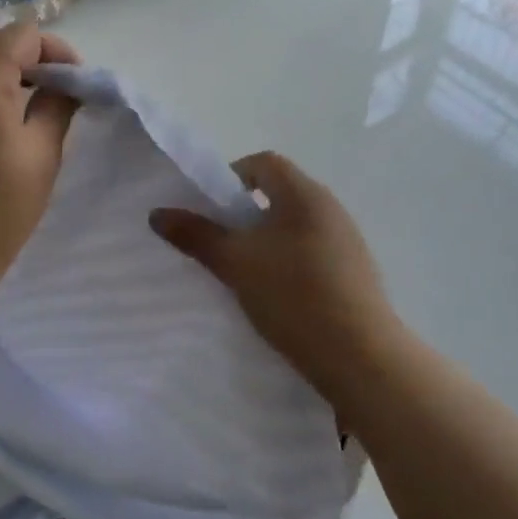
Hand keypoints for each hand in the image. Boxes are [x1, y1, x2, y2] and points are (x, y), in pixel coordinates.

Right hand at [151, 152, 399, 407]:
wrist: (359, 355)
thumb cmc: (292, 295)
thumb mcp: (234, 263)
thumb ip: (196, 235)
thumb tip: (157, 213)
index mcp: (304, 194)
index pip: (263, 162)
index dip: (230, 177)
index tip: (209, 210)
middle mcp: (330, 209)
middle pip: (278, 194)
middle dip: (243, 214)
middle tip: (218, 244)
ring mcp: (346, 242)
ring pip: (293, 227)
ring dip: (264, 242)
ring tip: (241, 274)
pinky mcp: (353, 274)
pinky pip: (310, 254)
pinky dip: (286, 264)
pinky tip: (274, 297)